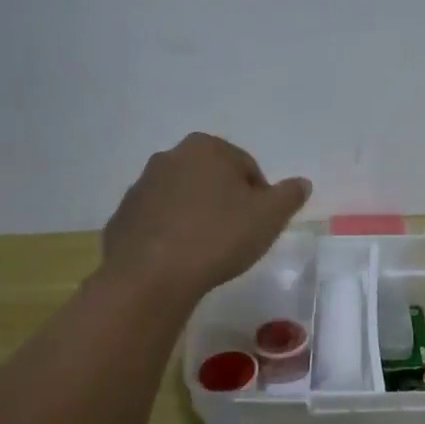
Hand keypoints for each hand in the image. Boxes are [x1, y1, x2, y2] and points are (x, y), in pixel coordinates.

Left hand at [101, 133, 310, 303]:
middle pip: (213, 178)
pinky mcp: (123, 216)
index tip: (259, 225)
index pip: (247, 167)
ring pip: (183, 198)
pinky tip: (180, 259)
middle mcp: (170, 157)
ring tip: (208, 251)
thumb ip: (289, 195)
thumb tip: (301, 183)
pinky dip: (171, 233)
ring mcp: (141, 186)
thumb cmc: (218, 236)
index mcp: (207, 148)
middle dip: (226, 202)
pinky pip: (158, 221)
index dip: (259, 197)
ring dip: (198, 216)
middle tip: (237, 236)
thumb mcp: (269, 217)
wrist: (150, 276)